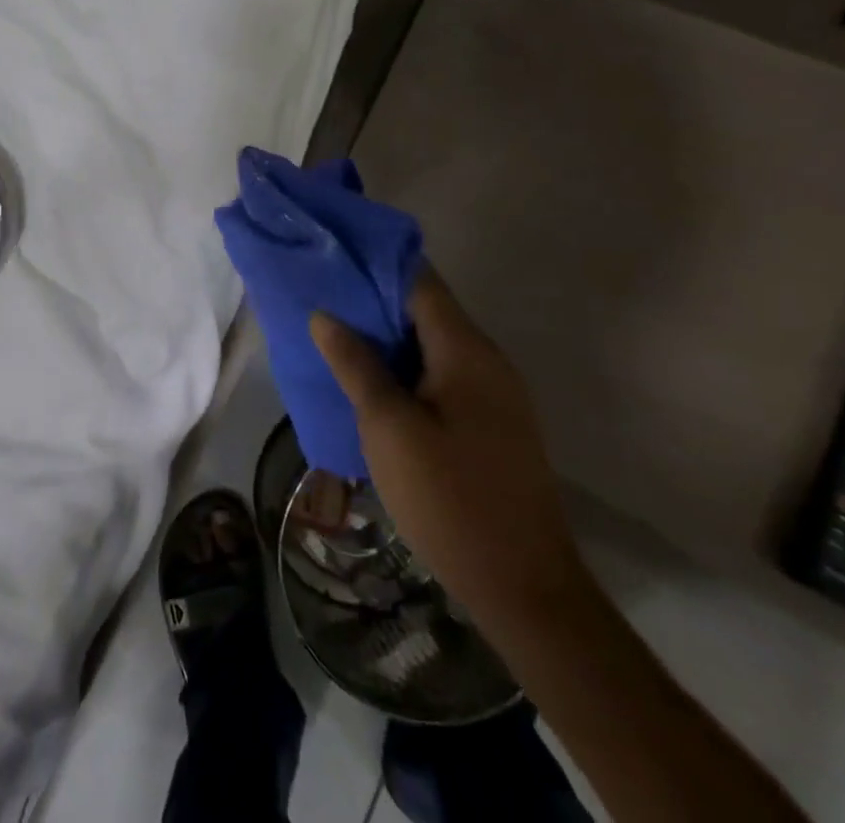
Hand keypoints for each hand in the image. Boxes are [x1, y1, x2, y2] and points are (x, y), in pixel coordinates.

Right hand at [311, 269, 586, 634]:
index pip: (418, 280)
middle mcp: (486, 361)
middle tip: (319, 298)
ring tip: (332, 335)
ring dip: (385, 337)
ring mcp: (493, 395)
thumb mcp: (388, 427)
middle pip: (424, 309)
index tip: (329, 255)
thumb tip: (325, 315)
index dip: (373, 263)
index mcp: (466, 350)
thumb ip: (356, 364)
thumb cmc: (450, 498)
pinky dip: (403, 368)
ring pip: (430, 344)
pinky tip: (368, 382)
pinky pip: (440, 375)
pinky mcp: (490, 424)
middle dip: (371, 300)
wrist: (525, 588)